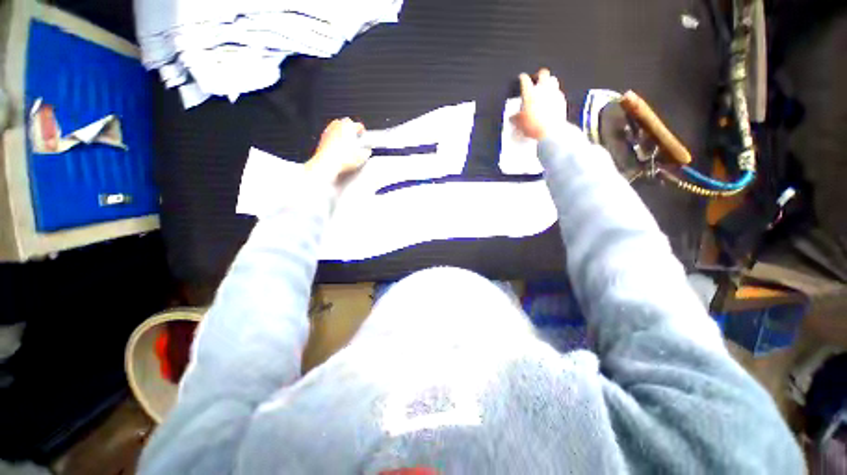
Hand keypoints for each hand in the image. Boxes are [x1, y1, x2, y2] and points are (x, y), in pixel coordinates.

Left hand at [305, 118, 370, 182]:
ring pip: (337, 126)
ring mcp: (329, 131)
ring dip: (343, 131)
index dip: (363, 131)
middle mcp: (338, 126)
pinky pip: (331, 134)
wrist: (327, 163)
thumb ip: (366, 152)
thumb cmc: (342, 159)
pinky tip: (338, 147)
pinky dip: (335, 137)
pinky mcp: (323, 137)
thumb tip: (367, 151)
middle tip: (356, 136)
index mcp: (349, 127)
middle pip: (346, 122)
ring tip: (347, 141)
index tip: (363, 136)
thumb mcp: (361, 158)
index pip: (358, 125)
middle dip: (351, 128)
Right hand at [511, 68, 567, 139]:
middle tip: (536, 78)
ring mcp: (554, 93)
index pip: (525, 80)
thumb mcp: (519, 123)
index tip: (521, 78)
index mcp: (530, 93)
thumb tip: (513, 118)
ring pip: (553, 80)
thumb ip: (515, 117)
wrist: (550, 131)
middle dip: (539, 75)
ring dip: (549, 82)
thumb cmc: (534, 126)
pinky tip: (551, 102)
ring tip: (545, 89)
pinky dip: (554, 95)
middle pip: (543, 74)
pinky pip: (558, 93)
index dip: (522, 78)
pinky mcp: (562, 100)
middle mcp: (542, 89)